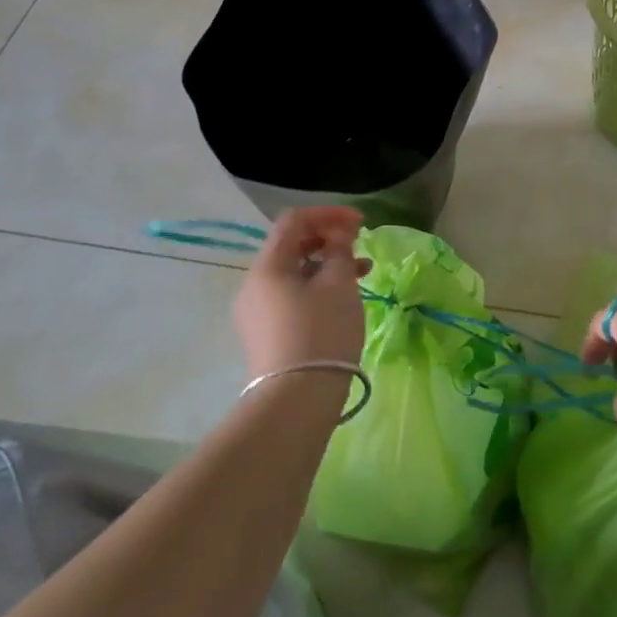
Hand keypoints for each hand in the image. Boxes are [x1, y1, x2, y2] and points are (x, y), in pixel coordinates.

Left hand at [234, 207, 368, 378]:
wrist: (296, 401)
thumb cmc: (320, 332)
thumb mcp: (338, 284)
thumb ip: (340, 250)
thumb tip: (338, 235)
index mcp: (267, 266)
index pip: (294, 221)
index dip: (329, 214)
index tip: (360, 223)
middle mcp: (255, 285)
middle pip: (291, 245)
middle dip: (328, 238)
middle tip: (359, 243)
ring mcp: (258, 312)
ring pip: (295, 272)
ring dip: (327, 263)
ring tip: (362, 270)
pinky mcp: (267, 334)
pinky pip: (293, 296)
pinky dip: (319, 287)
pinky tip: (344, 297)